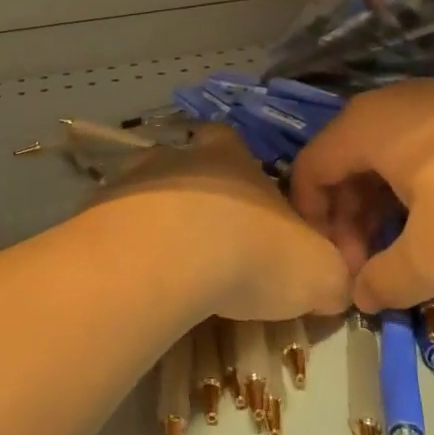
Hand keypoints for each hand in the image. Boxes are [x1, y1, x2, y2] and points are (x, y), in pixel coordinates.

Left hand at [88, 124, 351, 321]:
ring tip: (168, 268)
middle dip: (197, 198)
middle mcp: (181, 156)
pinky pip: (116, 225)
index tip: (247, 210)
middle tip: (207, 244)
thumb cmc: (251, 252)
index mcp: (232, 157)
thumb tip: (334, 287)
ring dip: (158, 222)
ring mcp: (134, 178)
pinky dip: (126, 247)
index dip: (242, 172)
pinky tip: (135, 279)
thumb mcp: (318, 272)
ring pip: (149, 194)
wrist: (167, 258)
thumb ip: (332, 275)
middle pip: (188, 166)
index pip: (236, 147)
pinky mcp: (98, 210)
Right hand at [288, 79, 433, 312]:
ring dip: (383, 205)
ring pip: (385, 155)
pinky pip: (420, 145)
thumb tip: (361, 294)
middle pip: (345, 163)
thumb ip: (386, 281)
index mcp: (364, 128)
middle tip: (375, 267)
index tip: (343, 268)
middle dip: (350, 220)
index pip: (308, 171)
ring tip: (410, 247)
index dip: (313, 224)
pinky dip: (416, 184)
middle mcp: (388, 103)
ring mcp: (432, 99)